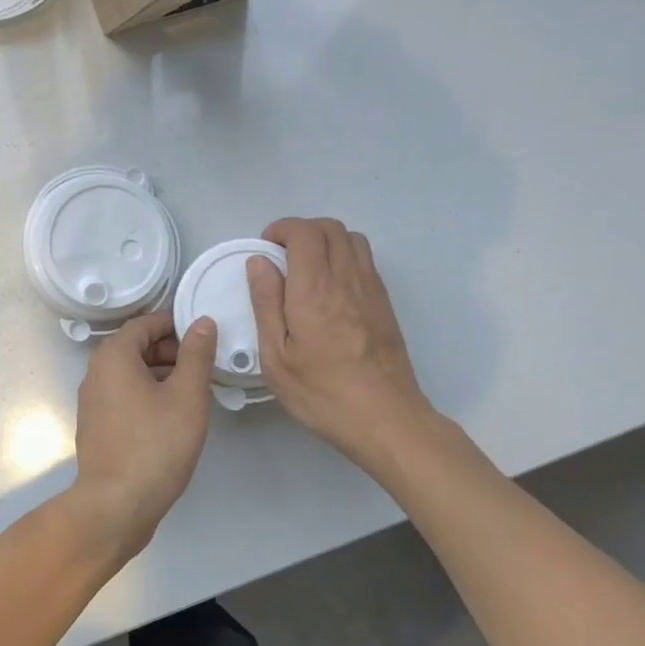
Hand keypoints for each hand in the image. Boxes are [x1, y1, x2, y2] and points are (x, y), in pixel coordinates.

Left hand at [72, 311, 217, 562]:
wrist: (116, 506)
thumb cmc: (156, 445)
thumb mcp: (187, 395)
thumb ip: (196, 354)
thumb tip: (202, 322)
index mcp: (113, 356)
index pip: (145, 323)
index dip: (176, 325)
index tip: (205, 339)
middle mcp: (96, 373)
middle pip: (137, 347)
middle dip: (172, 351)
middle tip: (204, 369)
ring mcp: (93, 402)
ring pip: (132, 374)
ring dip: (163, 375)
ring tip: (195, 394)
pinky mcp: (98, 426)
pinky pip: (125, 397)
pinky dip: (149, 396)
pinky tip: (173, 418)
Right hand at [247, 217, 431, 472]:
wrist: (385, 418)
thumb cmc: (322, 392)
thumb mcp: (276, 357)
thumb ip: (266, 303)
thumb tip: (259, 262)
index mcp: (314, 289)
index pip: (304, 232)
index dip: (282, 228)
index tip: (266, 246)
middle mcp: (346, 278)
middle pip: (330, 227)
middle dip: (302, 230)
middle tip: (282, 255)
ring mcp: (371, 289)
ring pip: (352, 239)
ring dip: (326, 240)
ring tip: (306, 267)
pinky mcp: (384, 303)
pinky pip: (365, 260)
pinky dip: (344, 257)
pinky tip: (330, 287)